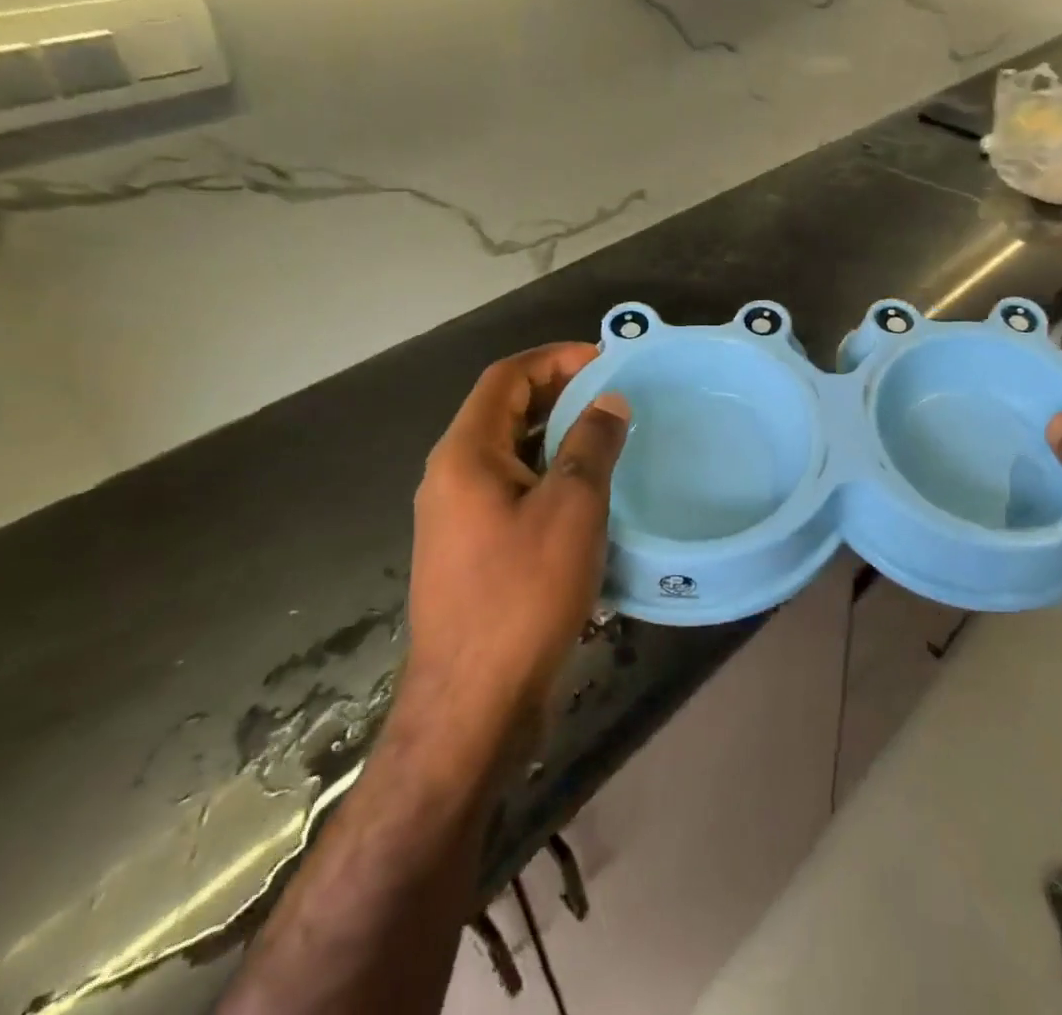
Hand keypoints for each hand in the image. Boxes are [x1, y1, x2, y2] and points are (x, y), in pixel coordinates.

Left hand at [399, 344, 629, 751]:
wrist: (474, 703)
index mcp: (465, 454)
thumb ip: (592, 444)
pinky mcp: (470, 551)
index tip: (604, 359)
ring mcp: (456, 517)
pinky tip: (586, 494)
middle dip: (557, 393)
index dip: (554, 358)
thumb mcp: (572, 508)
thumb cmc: (523, 593)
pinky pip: (510, 490)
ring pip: (508, 453)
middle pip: (503, 411)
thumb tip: (609, 401)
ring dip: (554, 435)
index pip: (506, 378)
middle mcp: (450, 477)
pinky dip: (547, 474)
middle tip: (611, 394)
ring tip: (607, 436)